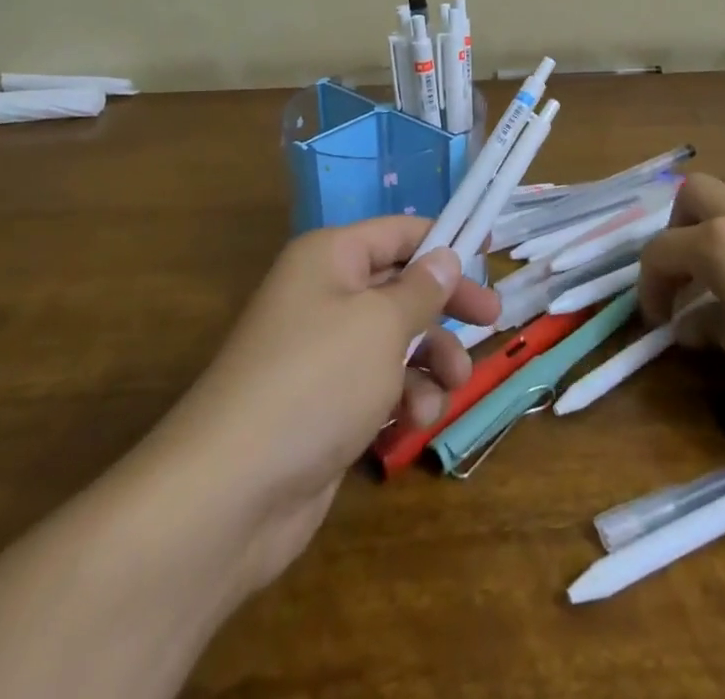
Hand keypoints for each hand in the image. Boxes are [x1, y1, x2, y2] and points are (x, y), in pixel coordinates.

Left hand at [142, 217, 500, 590]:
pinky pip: (380, 387)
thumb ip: (421, 289)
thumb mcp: (381, 324)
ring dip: (430, 363)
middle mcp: (324, 296)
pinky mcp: (326, 406)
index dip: (443, 240)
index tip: (489, 252)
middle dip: (445, 309)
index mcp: (330, 258)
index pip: (397, 232)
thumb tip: (444, 257)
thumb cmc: (316, 381)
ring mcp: (323, 354)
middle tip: (492, 321)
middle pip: (401, 287)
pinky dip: (403, 401)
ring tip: (450, 389)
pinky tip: (413, 424)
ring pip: (397, 342)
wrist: (232, 492)